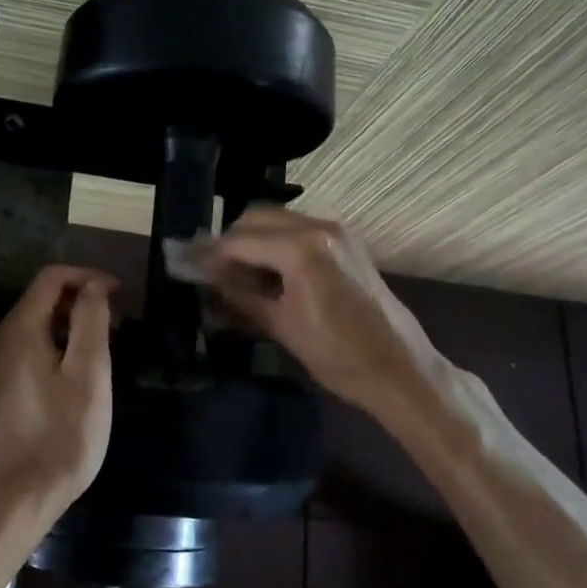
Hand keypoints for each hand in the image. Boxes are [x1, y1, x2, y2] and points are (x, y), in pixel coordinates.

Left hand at [0, 265, 117, 521]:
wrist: (15, 498)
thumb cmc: (61, 435)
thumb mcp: (88, 374)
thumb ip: (91, 321)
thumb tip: (93, 286)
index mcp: (19, 329)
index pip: (51, 278)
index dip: (87, 277)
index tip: (119, 294)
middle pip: (40, 299)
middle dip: (80, 301)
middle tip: (117, 322)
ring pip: (34, 325)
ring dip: (69, 324)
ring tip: (103, 345)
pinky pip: (27, 349)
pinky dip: (55, 345)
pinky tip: (77, 371)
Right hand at [195, 208, 445, 416]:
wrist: (399, 369)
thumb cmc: (338, 356)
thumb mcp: (281, 326)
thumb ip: (239, 295)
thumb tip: (204, 279)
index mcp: (302, 248)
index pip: (240, 240)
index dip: (210, 254)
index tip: (187, 266)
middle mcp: (319, 228)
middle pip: (258, 217)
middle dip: (230, 240)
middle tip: (210, 270)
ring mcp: (336, 232)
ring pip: (279, 220)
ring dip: (254, 239)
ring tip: (236, 274)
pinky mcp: (346, 242)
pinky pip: (300, 230)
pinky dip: (277, 243)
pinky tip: (268, 273)